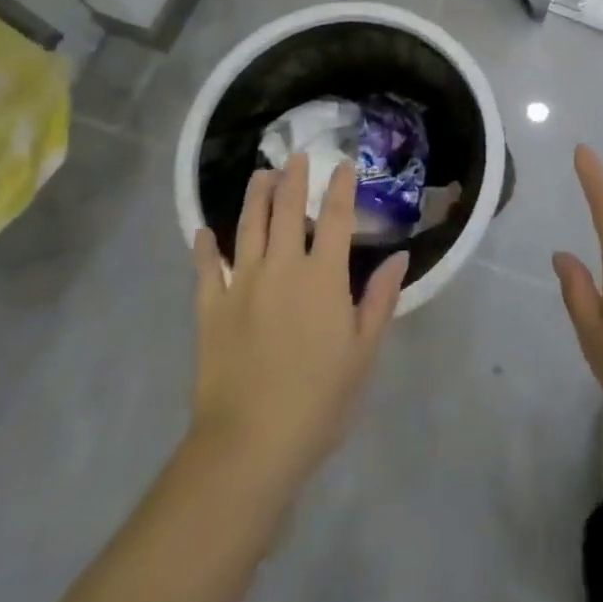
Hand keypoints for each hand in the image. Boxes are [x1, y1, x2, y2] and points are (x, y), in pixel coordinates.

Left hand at [189, 158, 408, 481]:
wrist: (250, 444)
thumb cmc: (319, 400)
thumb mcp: (363, 352)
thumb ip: (380, 299)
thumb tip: (399, 257)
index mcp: (323, 277)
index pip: (337, 219)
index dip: (342, 189)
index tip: (344, 166)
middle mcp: (283, 268)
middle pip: (288, 211)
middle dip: (295, 180)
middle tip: (296, 156)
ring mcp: (242, 286)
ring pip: (248, 228)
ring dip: (256, 197)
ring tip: (261, 175)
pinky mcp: (211, 310)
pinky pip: (206, 270)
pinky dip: (204, 248)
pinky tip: (203, 232)